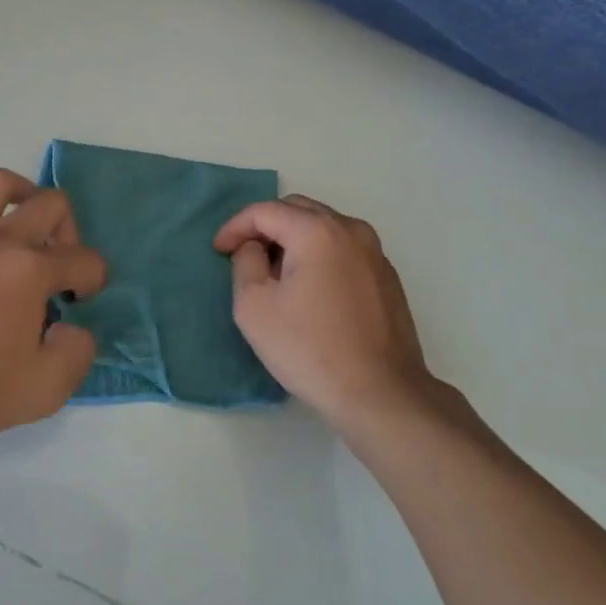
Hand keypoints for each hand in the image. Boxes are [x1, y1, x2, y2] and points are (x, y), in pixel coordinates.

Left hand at [0, 168, 106, 442]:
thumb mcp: (46, 389)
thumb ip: (78, 352)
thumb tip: (73, 327)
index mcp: (32, 270)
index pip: (86, 259)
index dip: (94, 281)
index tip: (79, 304)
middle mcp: (0, 241)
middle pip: (51, 203)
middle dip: (69, 230)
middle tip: (59, 265)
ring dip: (21, 194)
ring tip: (24, 224)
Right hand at [214, 194, 436, 431]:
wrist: (381, 394)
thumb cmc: (310, 349)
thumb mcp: (254, 307)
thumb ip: (245, 262)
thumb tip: (255, 248)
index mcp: (317, 231)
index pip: (265, 211)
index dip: (235, 226)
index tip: (219, 250)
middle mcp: (350, 229)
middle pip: (297, 210)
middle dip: (266, 226)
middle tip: (245, 255)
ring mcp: (375, 252)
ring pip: (323, 227)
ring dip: (294, 239)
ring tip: (276, 272)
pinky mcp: (387, 276)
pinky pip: (343, 248)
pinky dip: (320, 254)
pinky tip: (310, 289)